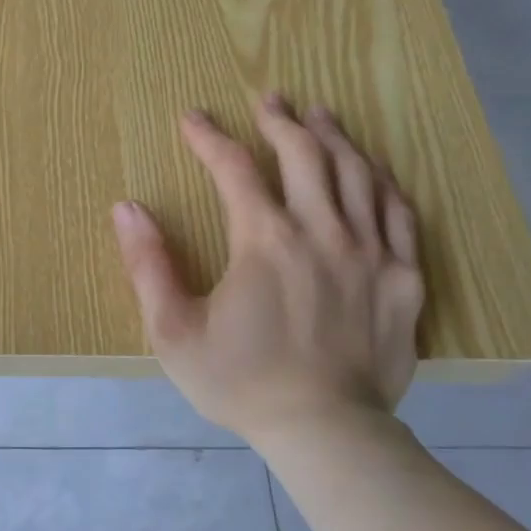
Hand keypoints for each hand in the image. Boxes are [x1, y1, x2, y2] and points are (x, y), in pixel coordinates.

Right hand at [111, 98, 424, 440]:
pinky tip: (371, 171)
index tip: (192, 118)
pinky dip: (381, 182)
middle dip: (282, 120)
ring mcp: (371, 252)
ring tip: (319, 116)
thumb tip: (126, 208)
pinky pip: (399, 213)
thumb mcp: (173, 330)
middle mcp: (322, 231)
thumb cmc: (240, 381)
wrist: (324, 432)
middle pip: (305, 155)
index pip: (234, 168)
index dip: (209, 138)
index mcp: (265, 240)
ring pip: (357, 174)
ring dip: (334, 138)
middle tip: (269, 98)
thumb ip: (148, 265)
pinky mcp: (404, 277)